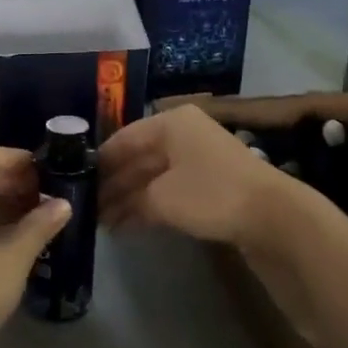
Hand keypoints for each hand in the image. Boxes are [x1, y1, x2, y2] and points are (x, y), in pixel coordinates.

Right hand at [98, 106, 288, 246]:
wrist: (272, 216)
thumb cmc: (209, 194)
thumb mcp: (160, 198)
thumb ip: (130, 201)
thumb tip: (110, 210)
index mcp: (171, 123)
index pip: (123, 138)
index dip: (99, 162)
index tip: (76, 183)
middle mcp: (184, 133)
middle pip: (138, 157)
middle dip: (113, 184)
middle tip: (87, 208)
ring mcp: (200, 157)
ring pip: (154, 175)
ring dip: (129, 198)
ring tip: (103, 222)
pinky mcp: (212, 182)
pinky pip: (170, 189)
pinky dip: (149, 204)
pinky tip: (129, 224)